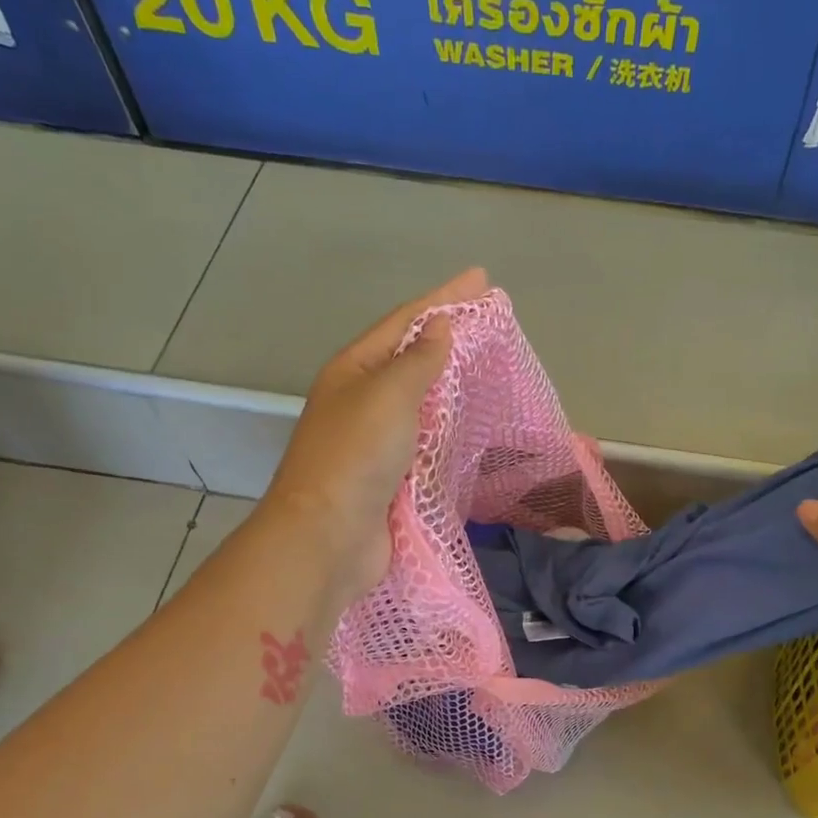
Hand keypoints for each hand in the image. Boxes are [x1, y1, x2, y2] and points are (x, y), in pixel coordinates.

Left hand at [264, 268, 485, 599]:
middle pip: (409, 359)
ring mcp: (374, 442)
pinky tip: (470, 426)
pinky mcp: (390, 478)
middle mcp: (360, 401)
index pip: (404, 322)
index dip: (443, 298)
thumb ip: (418, 361)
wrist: (328, 537)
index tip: (482, 280)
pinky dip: (448, 430)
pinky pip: (425, 442)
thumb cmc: (356, 456)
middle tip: (489, 322)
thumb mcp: (388, 395)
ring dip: (449, 384)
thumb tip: (439, 328)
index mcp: (352, 371)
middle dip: (447, 338)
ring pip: (419, 403)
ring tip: (485, 368)